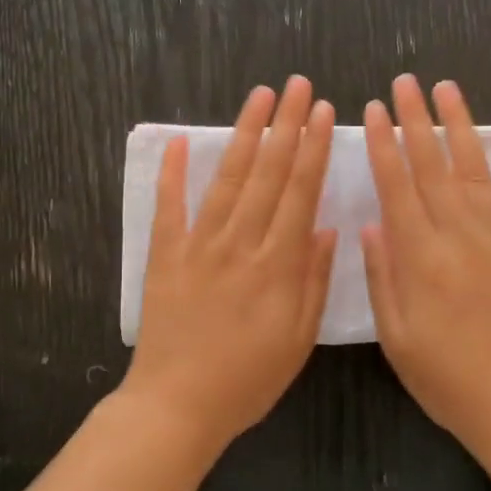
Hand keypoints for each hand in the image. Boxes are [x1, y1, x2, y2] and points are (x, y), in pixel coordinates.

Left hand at [121, 76, 336, 447]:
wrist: (177, 405)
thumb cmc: (247, 379)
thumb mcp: (298, 339)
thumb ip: (313, 280)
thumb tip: (325, 227)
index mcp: (277, 264)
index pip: (300, 192)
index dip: (312, 148)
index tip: (322, 111)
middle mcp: (240, 243)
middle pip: (267, 173)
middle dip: (285, 125)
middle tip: (297, 85)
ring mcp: (198, 245)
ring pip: (226, 179)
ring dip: (244, 134)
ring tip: (258, 97)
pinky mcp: (165, 255)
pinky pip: (169, 206)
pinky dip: (172, 173)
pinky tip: (178, 141)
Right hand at [361, 75, 490, 449]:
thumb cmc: (445, 377)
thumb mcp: (396, 335)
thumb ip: (383, 275)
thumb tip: (372, 224)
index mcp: (421, 256)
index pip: (397, 185)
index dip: (383, 144)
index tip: (373, 109)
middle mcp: (460, 236)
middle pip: (434, 166)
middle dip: (416, 120)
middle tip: (405, 82)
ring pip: (477, 171)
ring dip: (462, 128)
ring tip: (448, 92)